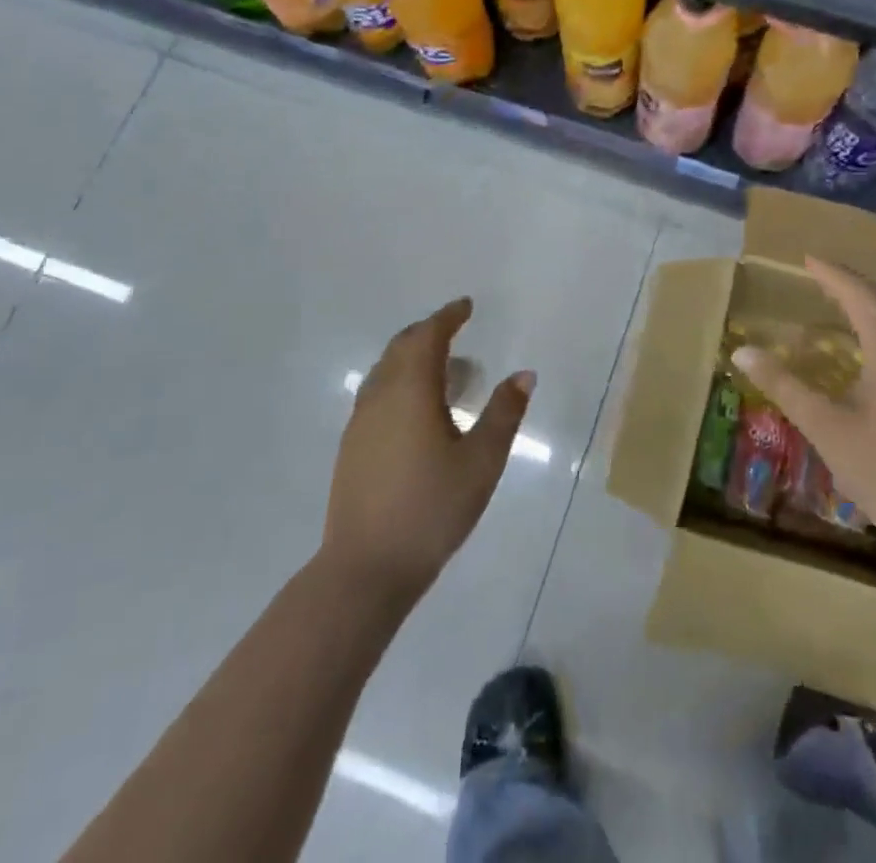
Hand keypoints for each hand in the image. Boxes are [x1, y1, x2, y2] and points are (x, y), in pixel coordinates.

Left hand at [322, 297, 533, 606]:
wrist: (365, 568)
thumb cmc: (431, 509)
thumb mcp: (481, 462)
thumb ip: (504, 414)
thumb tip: (524, 375)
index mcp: (411, 390)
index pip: (428, 336)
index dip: (448, 316)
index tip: (466, 306)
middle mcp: (380, 396)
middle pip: (401, 347)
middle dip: (428, 331)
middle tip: (455, 330)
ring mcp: (360, 421)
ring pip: (385, 370)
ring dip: (411, 357)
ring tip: (442, 369)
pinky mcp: (351, 446)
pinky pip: (377, 393)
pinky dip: (399, 381)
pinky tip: (416, 409)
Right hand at [734, 258, 875, 566]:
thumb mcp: (826, 427)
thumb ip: (785, 385)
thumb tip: (743, 351)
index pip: (860, 296)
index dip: (833, 275)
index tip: (808, 259)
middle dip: (853, 288)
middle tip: (822, 277)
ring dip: (872, 313)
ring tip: (842, 310)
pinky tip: (873, 359)